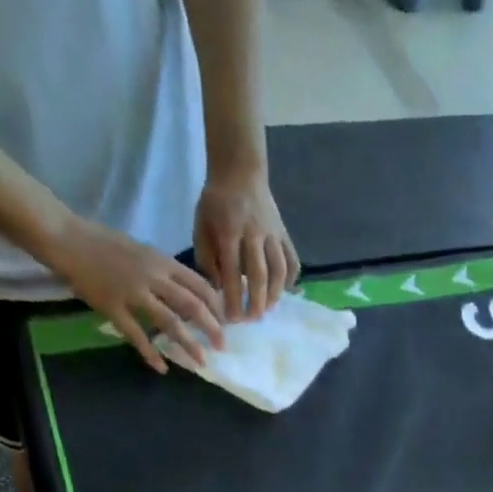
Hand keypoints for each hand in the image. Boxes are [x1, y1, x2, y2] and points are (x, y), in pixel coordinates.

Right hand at [50, 216, 224, 372]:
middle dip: (211, 328)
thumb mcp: (143, 251)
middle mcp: (152, 276)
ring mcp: (132, 292)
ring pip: (169, 322)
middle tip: (221, 346)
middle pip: (191, 305)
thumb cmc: (104, 243)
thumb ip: (165, 271)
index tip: (225, 322)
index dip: (216, 306)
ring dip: (188, 344)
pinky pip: (136, 334)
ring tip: (201, 362)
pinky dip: (150, 353)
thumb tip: (189, 293)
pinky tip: (162, 368)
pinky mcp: (112, 307)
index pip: (199, 285)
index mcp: (161, 261)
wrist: (66, 237)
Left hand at [194, 167, 299, 320]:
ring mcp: (272, 233)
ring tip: (267, 309)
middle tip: (251, 320)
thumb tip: (220, 289)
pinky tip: (283, 291)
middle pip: (259, 275)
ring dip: (274, 294)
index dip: (233, 298)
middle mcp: (254, 233)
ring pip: (279, 270)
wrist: (239, 171)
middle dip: (256, 302)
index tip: (231, 319)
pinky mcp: (284, 234)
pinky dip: (290, 279)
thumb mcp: (201, 226)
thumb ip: (207, 258)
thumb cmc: (215, 203)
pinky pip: (292, 261)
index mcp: (229, 231)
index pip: (232, 272)